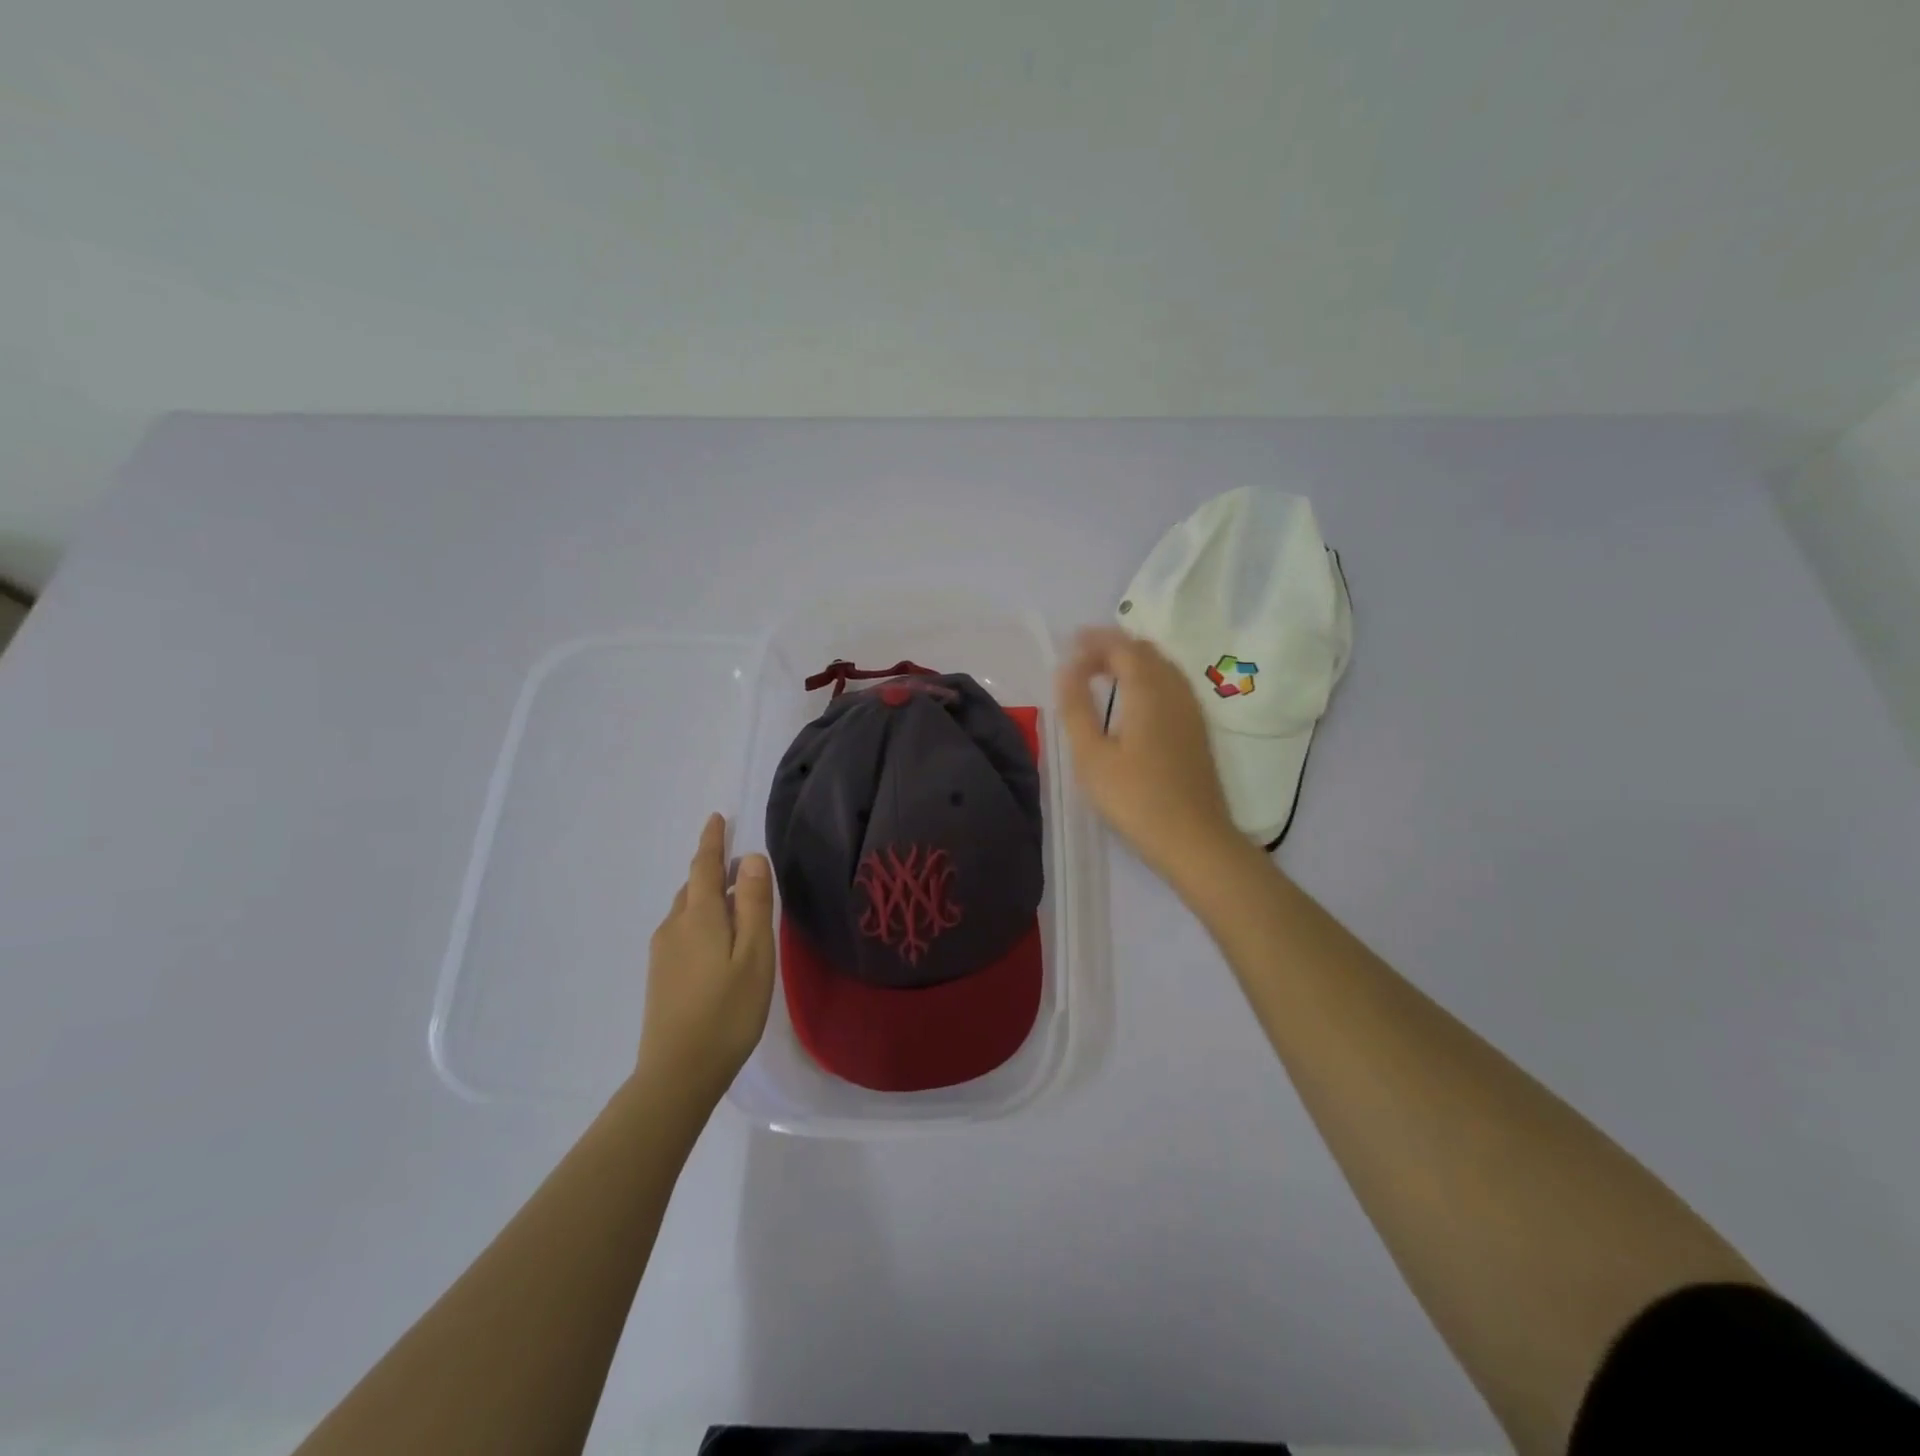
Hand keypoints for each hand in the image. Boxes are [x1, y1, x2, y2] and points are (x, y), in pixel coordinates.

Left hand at [638, 813, 775, 1100]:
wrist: (678, 1073)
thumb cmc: (728, 1011)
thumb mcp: (754, 954)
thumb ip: (752, 903)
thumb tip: (750, 858)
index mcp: (698, 916)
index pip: (704, 865)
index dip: (713, 840)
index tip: (718, 818)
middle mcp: (674, 926)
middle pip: (693, 886)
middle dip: (713, 870)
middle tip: (740, 867)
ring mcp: (663, 953)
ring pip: (687, 911)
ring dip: (708, 898)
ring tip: (735, 905)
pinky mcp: (660, 976)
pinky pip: (683, 931)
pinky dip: (702, 921)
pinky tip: (719, 944)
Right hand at [1055, 627, 1246, 883]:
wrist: (1194, 840)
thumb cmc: (1135, 799)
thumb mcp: (1091, 756)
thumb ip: (1076, 708)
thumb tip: (1066, 670)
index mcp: (1149, 691)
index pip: (1122, 647)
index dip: (1094, 642)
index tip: (1067, 649)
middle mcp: (1175, 691)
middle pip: (1145, 651)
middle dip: (1112, 646)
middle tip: (1080, 657)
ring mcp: (1191, 711)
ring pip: (1162, 667)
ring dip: (1131, 661)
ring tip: (1102, 673)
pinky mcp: (1197, 731)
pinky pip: (1171, 686)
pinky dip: (1147, 678)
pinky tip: (1132, 701)